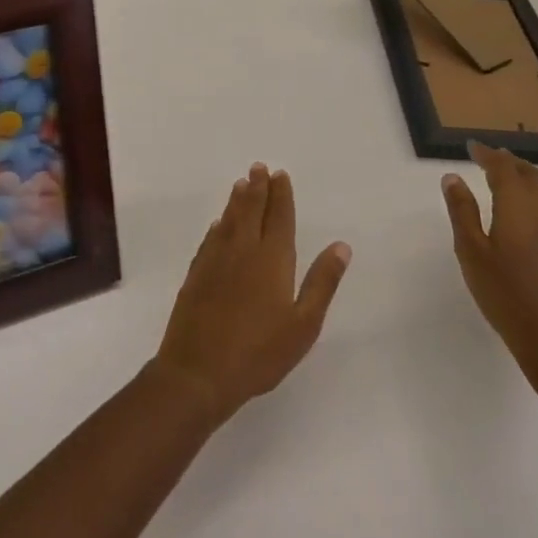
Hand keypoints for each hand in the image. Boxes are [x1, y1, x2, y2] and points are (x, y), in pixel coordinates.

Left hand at [152, 163, 351, 425]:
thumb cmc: (259, 352)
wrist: (199, 371)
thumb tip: (341, 246)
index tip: (280, 174)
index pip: (279, 217)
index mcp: (272, 259)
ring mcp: (215, 260)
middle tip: (259, 167)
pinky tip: (218, 224)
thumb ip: (322, 282)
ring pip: (229, 220)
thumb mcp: (303, 324)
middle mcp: (242, 250)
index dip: (281, 195)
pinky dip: (218, 226)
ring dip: (236, 199)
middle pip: (251, 210)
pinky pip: (210, 239)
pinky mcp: (196, 273)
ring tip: (241, 183)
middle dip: (258, 187)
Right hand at [443, 142, 537, 382]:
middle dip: (508, 160)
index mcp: (518, 208)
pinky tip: (517, 208)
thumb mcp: (471, 251)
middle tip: (486, 156)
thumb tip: (453, 177)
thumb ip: (462, 211)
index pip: (504, 169)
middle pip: (530, 174)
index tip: (470, 146)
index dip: (487, 154)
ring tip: (501, 175)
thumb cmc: (504, 293)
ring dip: (522, 175)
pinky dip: (530, 193)